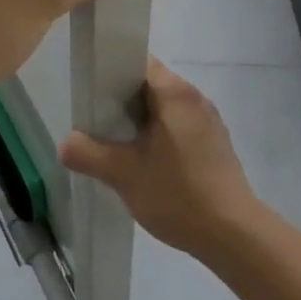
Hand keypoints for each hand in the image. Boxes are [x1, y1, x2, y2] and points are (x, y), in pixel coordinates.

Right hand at [60, 60, 259, 258]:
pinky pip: (178, 126)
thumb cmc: (179, 194)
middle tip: (96, 122)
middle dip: (121, 100)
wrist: (236, 237)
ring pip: (163, 107)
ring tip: (117, 144)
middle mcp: (195, 97)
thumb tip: (65, 144)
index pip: (137, 62)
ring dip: (140, 121)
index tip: (90, 93)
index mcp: (175, 92)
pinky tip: (146, 162)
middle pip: (149, 84)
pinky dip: (158, 135)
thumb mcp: (123, 174)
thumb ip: (88, 154)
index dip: (110, 72)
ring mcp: (209, 121)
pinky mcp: (215, 144)